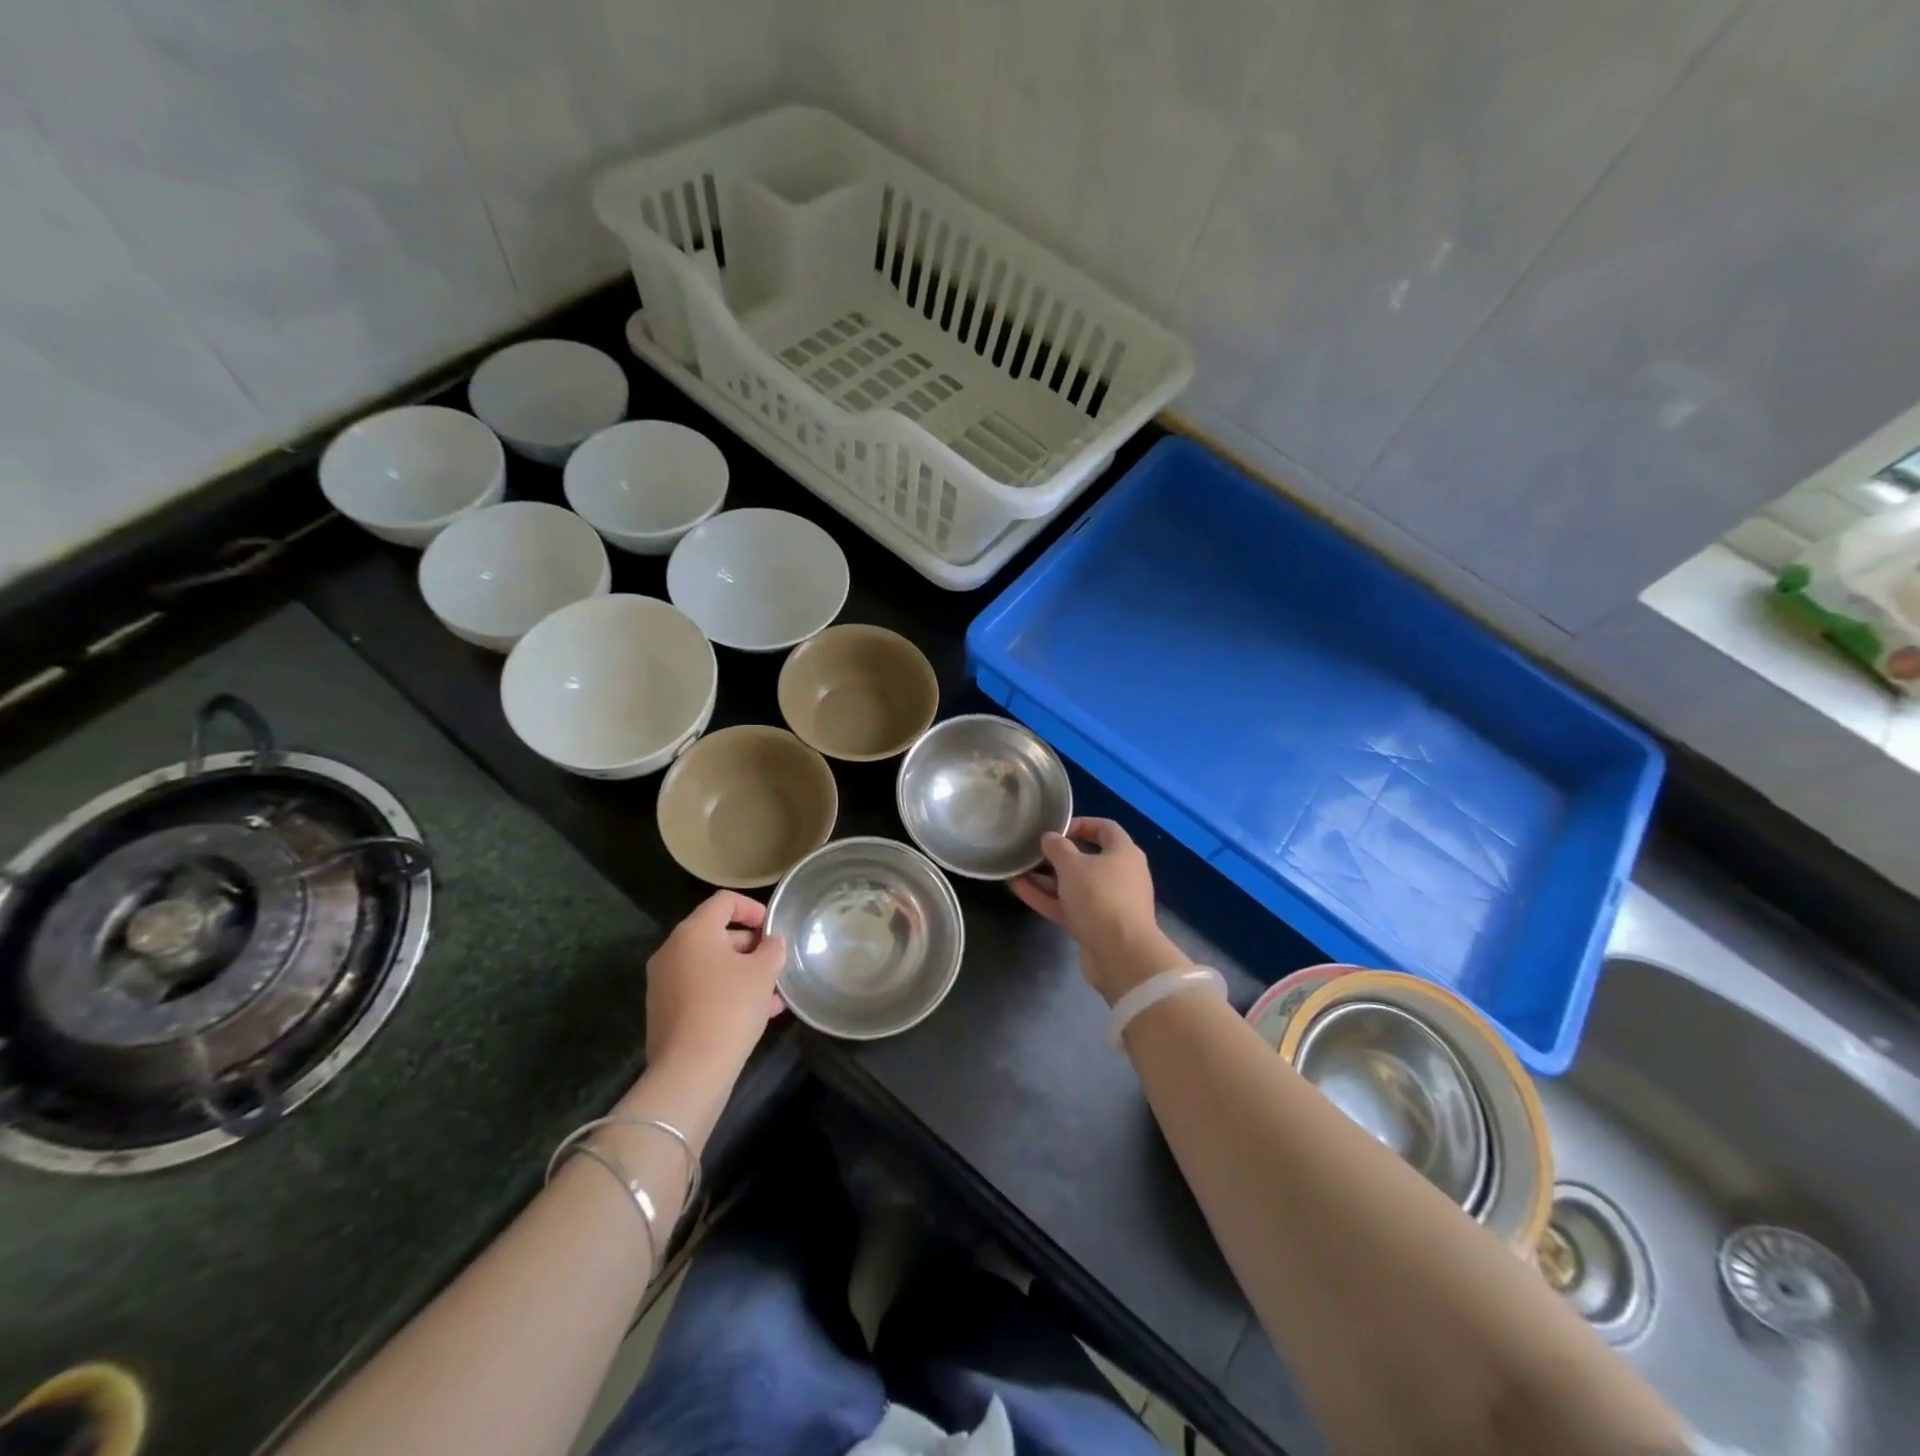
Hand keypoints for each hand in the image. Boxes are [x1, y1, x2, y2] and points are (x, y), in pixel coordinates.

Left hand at [644, 891, 785, 1070]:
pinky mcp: (664, 1011)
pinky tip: (755, 1014)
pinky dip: (725, 992)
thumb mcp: (764, 973)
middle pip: (716, 933)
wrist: (690, 1070)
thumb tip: (771, 942)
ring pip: (710, 965)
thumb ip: (773, 949)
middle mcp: (672, 950)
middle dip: (750, 946)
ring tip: (773, 993)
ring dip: (741, 972)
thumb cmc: (730, 1008)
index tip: (773, 929)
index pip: (725, 901)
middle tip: (775, 963)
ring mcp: (664, 982)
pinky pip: (700, 989)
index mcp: (694, 932)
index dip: (753, 908)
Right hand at [1011, 818, 1182, 1004]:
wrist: (1121, 954)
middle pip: (1087, 858)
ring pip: (1074, 885)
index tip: (1057, 828)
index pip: (1105, 828)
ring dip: (1046, 878)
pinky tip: (1019, 889)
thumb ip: (1057, 848)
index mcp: (1124, 853)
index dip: (1081, 823)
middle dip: (1058, 855)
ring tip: (1018, 870)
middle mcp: (1120, 875)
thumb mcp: (1072, 865)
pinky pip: (1069, 906)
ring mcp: (1108, 903)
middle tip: (1033, 851)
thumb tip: (1050, 837)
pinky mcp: (1096, 926)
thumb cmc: (1100, 897)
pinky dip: (1048, 898)